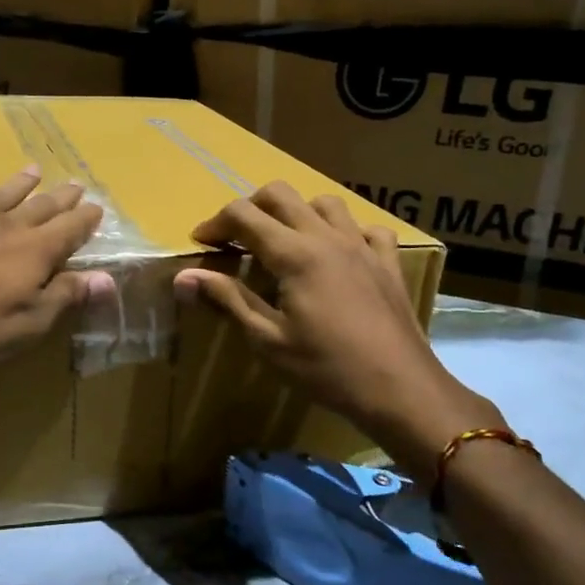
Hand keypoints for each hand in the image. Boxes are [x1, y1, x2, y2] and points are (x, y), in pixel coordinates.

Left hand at [0, 165, 114, 364]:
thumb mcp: (30, 321)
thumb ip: (67, 295)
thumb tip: (107, 278)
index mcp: (33, 251)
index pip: (69, 230)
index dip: (85, 220)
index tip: (98, 208)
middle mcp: (3, 226)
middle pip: (37, 207)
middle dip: (58, 198)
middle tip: (74, 185)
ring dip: (16, 184)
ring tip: (32, 170)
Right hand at [172, 182, 499, 479]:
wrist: (401, 390)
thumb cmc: (327, 369)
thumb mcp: (268, 340)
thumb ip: (227, 300)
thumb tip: (183, 278)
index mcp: (295, 254)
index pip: (243, 215)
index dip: (215, 224)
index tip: (201, 245)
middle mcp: (327, 237)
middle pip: (280, 194)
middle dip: (249, 208)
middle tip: (235, 239)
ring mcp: (362, 246)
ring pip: (324, 203)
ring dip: (296, 213)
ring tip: (284, 243)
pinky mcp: (388, 263)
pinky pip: (366, 227)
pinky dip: (345, 231)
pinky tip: (337, 254)